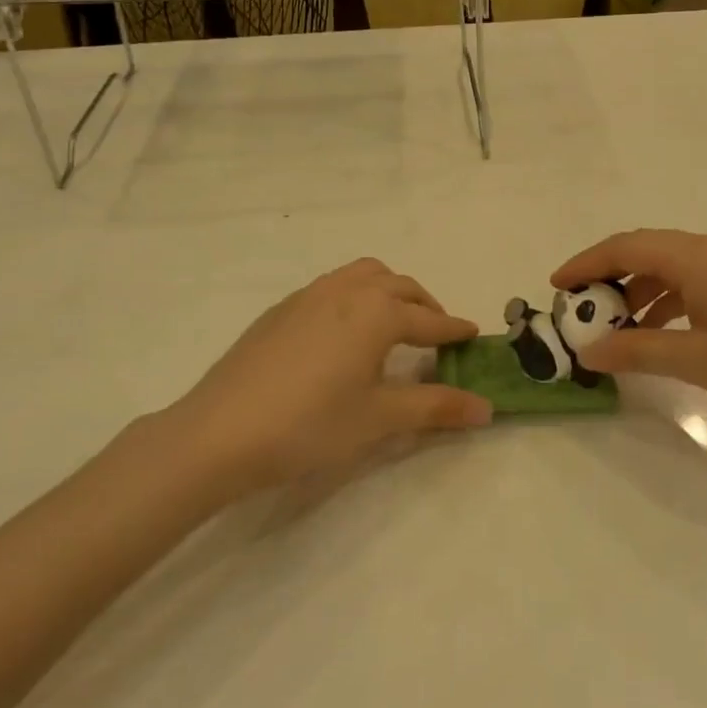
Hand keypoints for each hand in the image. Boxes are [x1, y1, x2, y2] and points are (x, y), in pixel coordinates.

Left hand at [163, 259, 489, 492]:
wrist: (219, 432)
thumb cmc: (310, 425)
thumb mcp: (379, 418)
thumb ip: (436, 407)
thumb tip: (487, 408)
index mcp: (377, 312)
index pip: (429, 321)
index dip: (455, 330)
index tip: (474, 335)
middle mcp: (347, 291)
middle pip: (400, 286)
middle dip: (425, 306)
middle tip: (437, 334)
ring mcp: (310, 295)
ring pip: (363, 275)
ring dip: (389, 291)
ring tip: (393, 323)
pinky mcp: (281, 309)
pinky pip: (333, 286)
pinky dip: (355, 296)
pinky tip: (343, 333)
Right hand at [553, 231, 706, 439]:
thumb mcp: (699, 361)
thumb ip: (640, 350)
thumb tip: (590, 351)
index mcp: (700, 256)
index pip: (628, 246)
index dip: (587, 263)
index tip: (556, 286)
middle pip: (648, 250)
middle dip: (610, 277)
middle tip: (580, 309)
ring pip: (672, 266)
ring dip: (640, 291)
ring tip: (616, 327)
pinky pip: (696, 280)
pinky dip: (669, 299)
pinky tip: (661, 331)